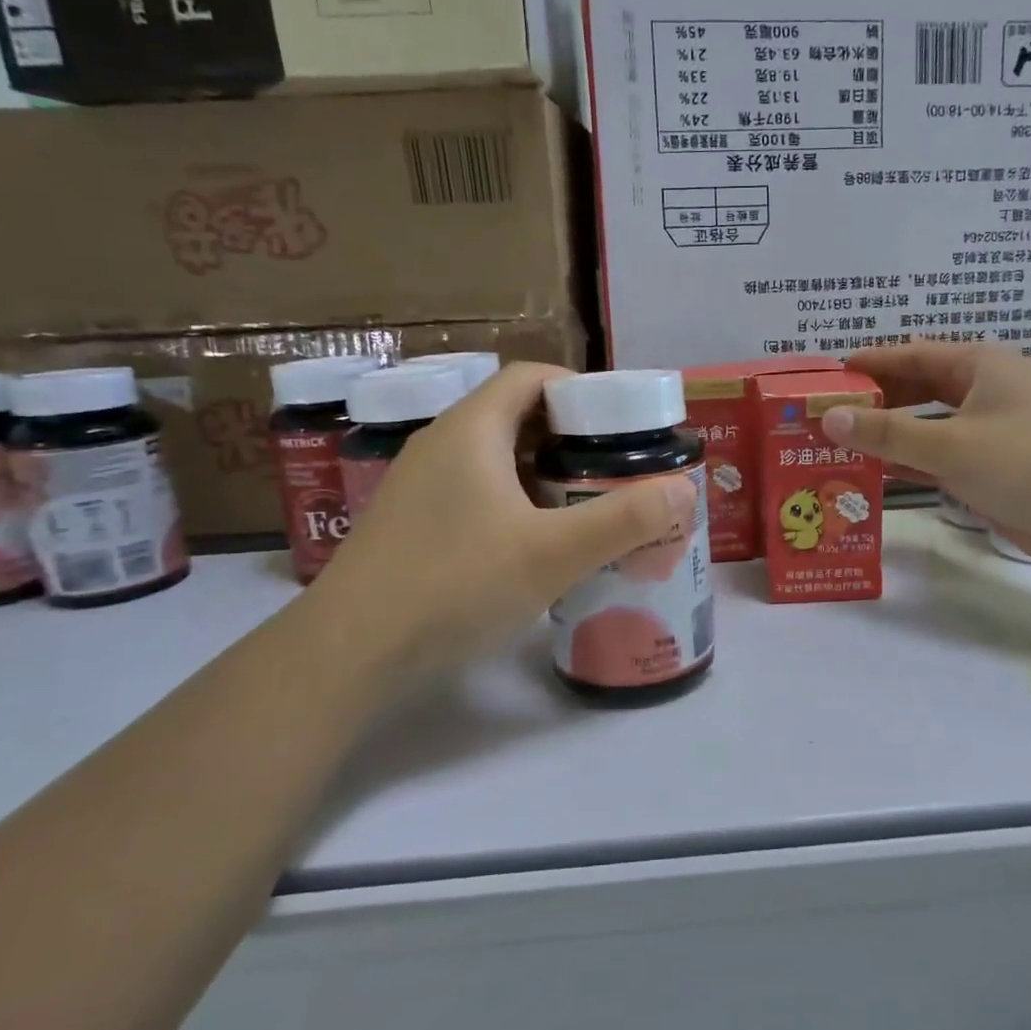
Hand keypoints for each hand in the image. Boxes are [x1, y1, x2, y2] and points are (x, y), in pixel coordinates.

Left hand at [311, 362, 694, 674]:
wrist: (348, 651)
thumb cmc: (455, 584)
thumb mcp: (553, 554)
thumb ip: (624, 520)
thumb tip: (682, 490)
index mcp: (472, 429)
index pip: (531, 378)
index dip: (580, 390)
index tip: (620, 426)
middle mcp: (441, 444)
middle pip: (515, 416)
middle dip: (570, 438)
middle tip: (613, 471)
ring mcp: (418, 485)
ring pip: (494, 459)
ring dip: (542, 474)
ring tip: (584, 507)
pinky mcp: (410, 523)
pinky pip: (474, 492)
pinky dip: (513, 503)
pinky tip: (533, 545)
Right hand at [825, 342, 1030, 573]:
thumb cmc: (1028, 464)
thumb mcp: (950, 445)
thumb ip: (887, 432)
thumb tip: (828, 417)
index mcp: (980, 365)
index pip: (912, 355)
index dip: (870, 364)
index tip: (828, 375)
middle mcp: (985, 390)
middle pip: (918, 388)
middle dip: (876, 401)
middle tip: (828, 415)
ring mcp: (992, 430)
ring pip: (928, 425)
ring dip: (890, 435)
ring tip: (841, 445)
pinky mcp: (994, 466)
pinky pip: (941, 456)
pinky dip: (911, 462)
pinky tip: (877, 474)